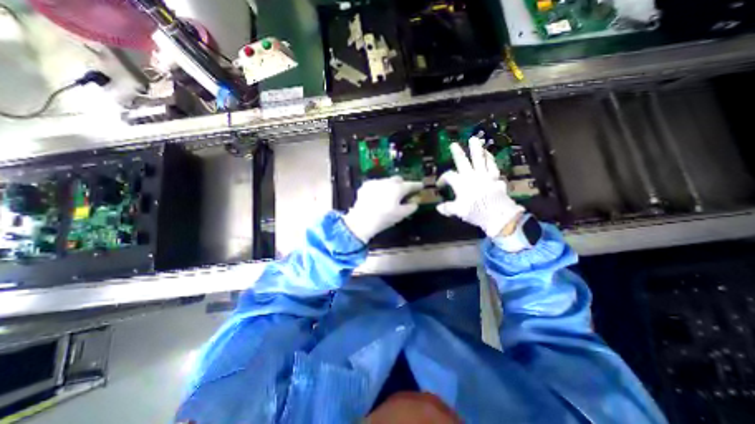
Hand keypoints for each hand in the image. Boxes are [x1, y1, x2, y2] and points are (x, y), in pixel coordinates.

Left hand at [344, 174, 422, 240]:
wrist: (362, 220)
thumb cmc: (384, 218)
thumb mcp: (401, 215)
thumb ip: (411, 207)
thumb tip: (415, 203)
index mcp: (398, 188)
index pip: (411, 184)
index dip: (417, 185)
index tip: (421, 186)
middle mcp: (387, 182)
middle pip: (398, 179)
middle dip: (402, 183)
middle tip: (404, 191)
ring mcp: (375, 182)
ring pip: (386, 180)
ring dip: (390, 185)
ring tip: (389, 194)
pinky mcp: (365, 185)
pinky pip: (376, 184)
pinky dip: (379, 188)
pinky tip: (377, 196)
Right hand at [437, 136, 526, 236]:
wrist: (498, 215)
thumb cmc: (476, 212)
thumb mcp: (459, 211)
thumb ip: (448, 208)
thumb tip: (438, 208)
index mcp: (461, 183)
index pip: (449, 176)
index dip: (442, 179)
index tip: (440, 185)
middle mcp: (472, 176)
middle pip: (463, 162)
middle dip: (457, 153)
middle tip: (453, 144)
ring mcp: (485, 175)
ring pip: (480, 159)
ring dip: (476, 149)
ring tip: (474, 139)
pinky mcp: (495, 177)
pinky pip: (492, 165)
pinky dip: (490, 159)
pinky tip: (488, 154)